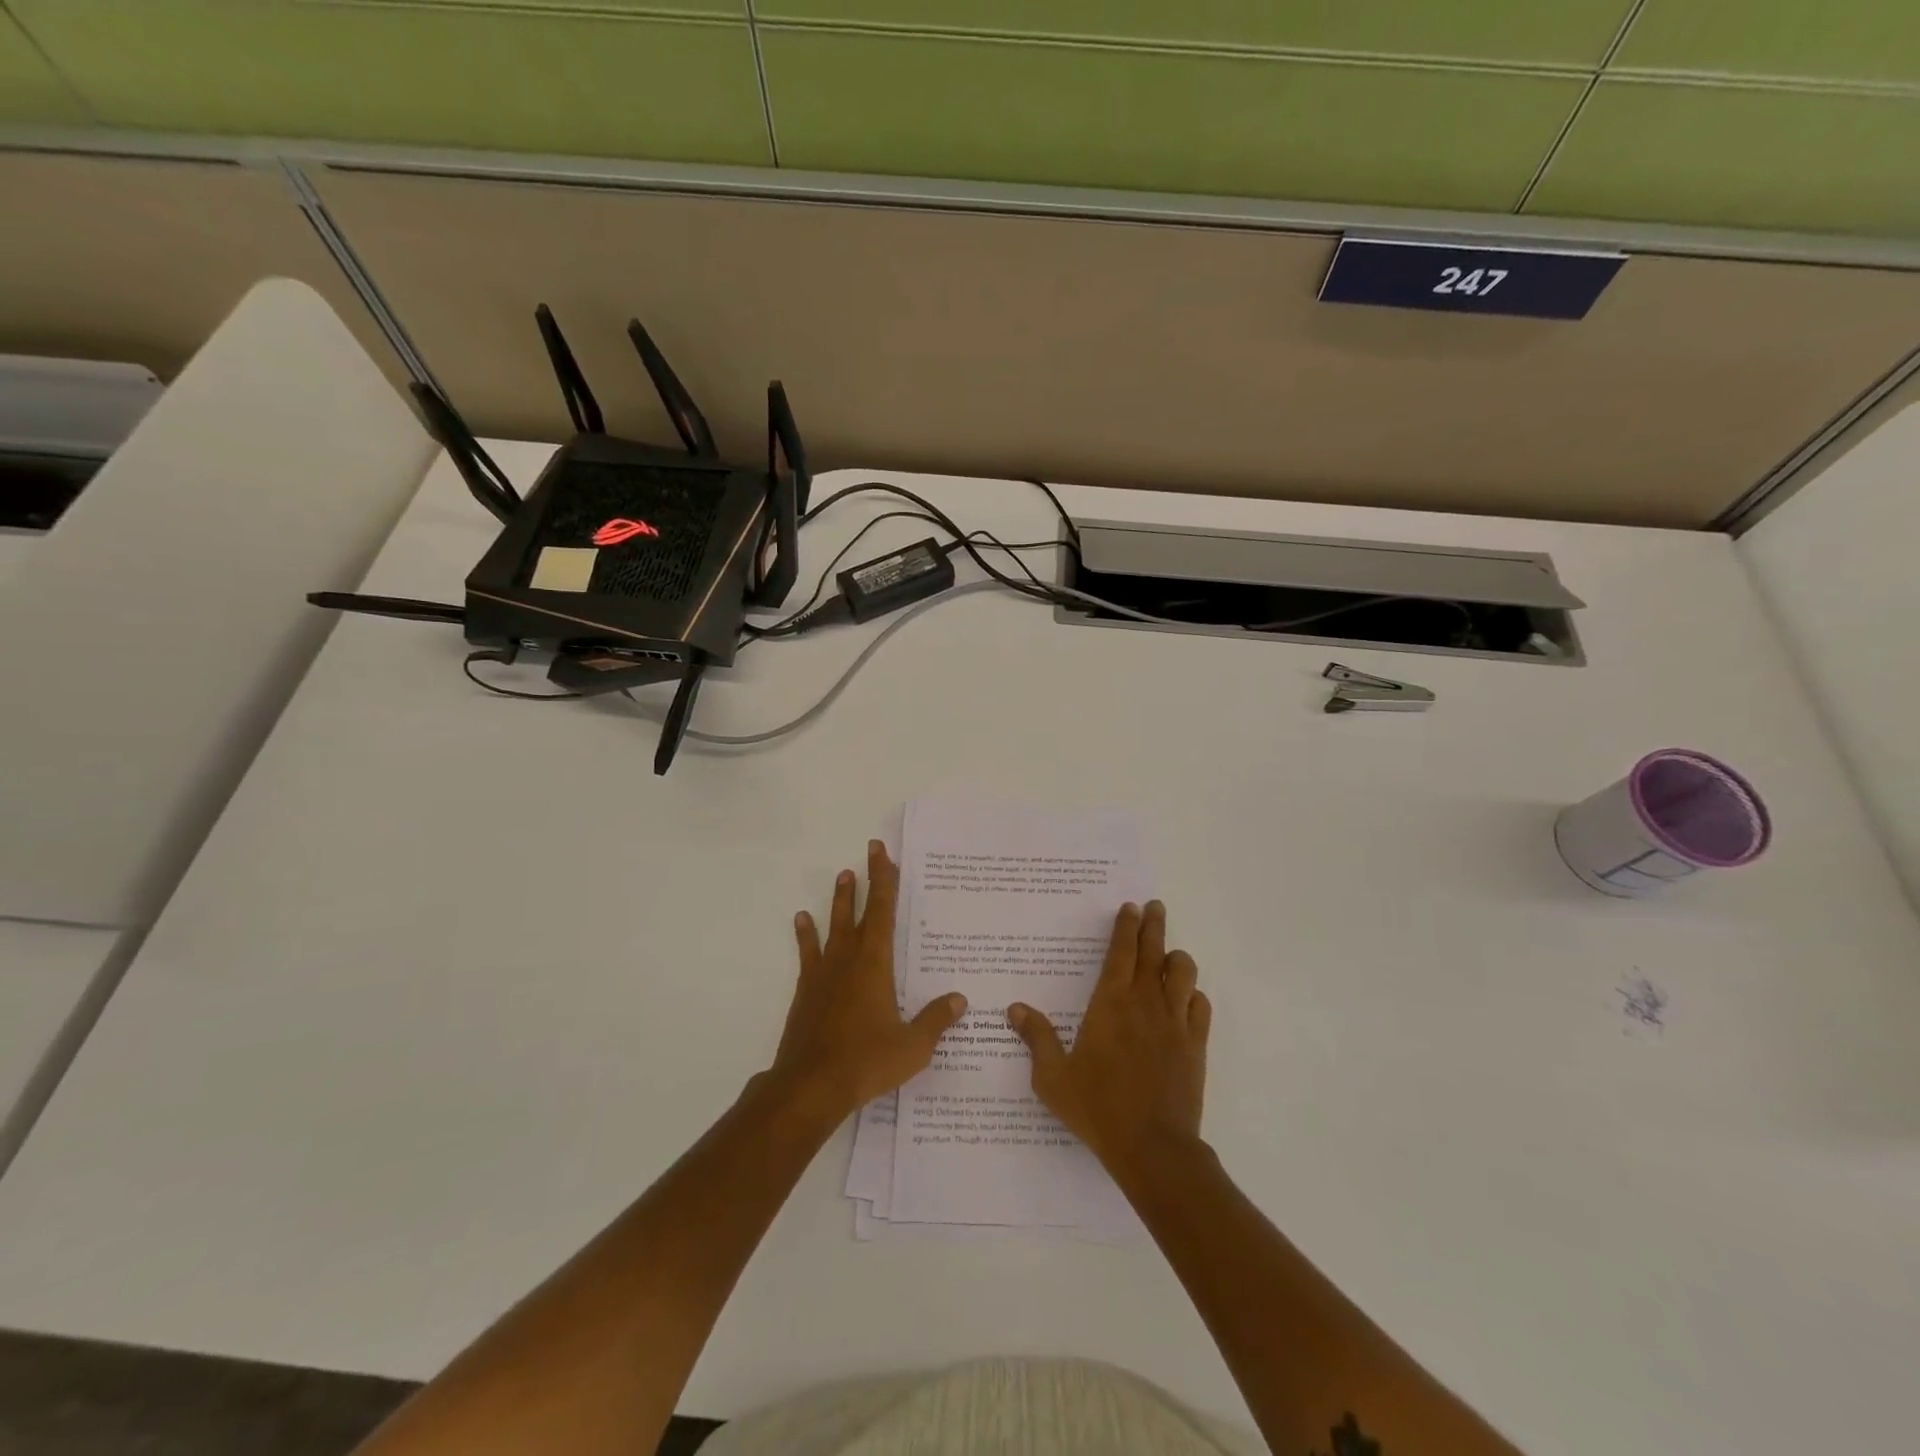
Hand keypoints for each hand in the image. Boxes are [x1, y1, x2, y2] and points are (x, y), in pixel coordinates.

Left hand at [768, 840, 967, 1120]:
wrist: (810, 1086)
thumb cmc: (866, 1062)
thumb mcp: (912, 1046)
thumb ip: (936, 1020)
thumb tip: (959, 999)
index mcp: (875, 964)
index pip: (884, 912)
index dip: (885, 880)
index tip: (883, 853)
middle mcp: (848, 959)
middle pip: (860, 911)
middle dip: (867, 880)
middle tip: (869, 852)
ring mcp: (824, 973)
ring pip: (833, 926)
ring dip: (840, 901)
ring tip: (842, 875)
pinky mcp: (807, 991)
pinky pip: (808, 953)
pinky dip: (806, 935)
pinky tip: (802, 920)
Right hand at [1007, 900, 1209, 1174]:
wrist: (1153, 1148)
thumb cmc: (1098, 1108)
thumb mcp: (1053, 1077)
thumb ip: (1036, 1038)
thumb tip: (1015, 1008)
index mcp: (1110, 1003)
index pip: (1121, 951)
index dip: (1126, 926)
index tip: (1131, 907)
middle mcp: (1145, 1003)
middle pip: (1153, 951)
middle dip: (1153, 925)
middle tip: (1155, 907)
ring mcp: (1175, 1022)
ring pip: (1183, 972)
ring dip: (1175, 958)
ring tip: (1169, 955)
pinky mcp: (1195, 1045)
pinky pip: (1200, 1006)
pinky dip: (1193, 995)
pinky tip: (1186, 999)